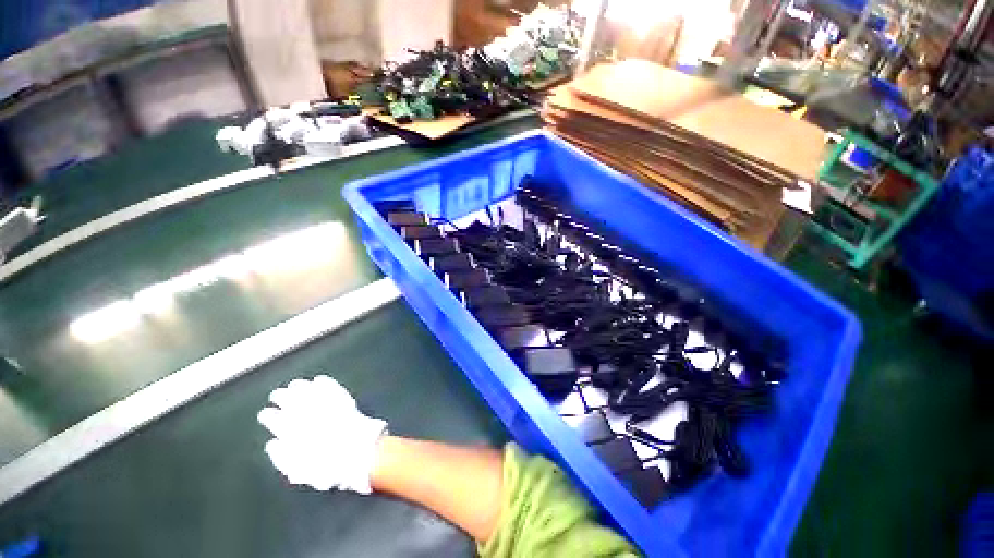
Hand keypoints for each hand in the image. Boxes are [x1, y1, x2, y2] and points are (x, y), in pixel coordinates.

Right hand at [257, 375, 387, 493]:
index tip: (265, 414)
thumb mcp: (299, 471)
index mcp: (288, 431)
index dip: (267, 415)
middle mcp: (302, 413)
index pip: (271, 417)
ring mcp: (322, 401)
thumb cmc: (328, 466)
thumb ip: (281, 458)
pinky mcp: (340, 395)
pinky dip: (321, 382)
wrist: (357, 450)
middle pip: (285, 398)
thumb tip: (271, 444)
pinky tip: (318, 380)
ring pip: (304, 388)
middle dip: (279, 396)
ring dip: (298, 386)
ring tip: (294, 385)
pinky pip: (327, 384)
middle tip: (277, 394)